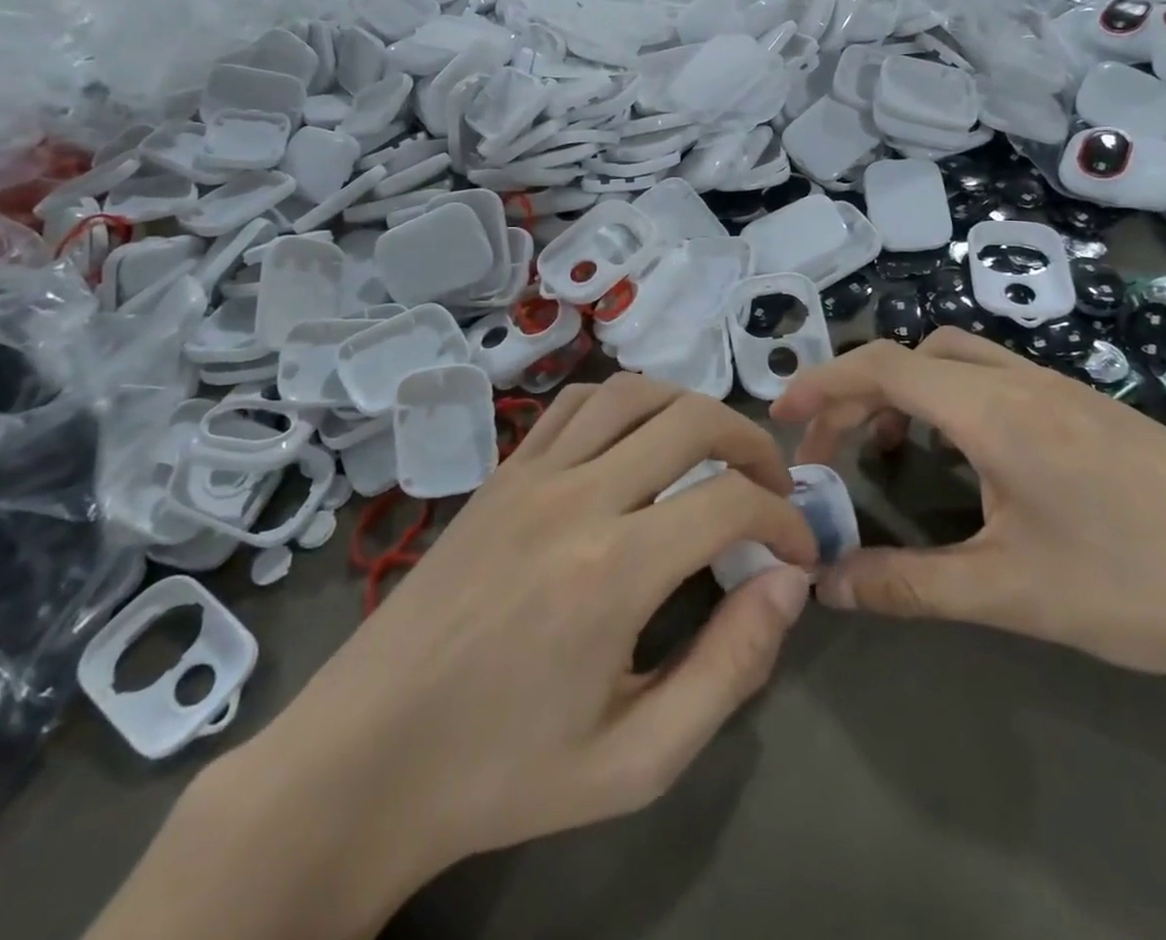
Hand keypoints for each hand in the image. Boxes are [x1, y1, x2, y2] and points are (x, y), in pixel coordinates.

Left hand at [216, 376, 817, 935]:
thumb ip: (728, 669)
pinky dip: (625, 401)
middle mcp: (575, 498)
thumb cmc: (504, 772)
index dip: (785, 520)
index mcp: (613, 571)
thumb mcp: (635, 760)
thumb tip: (787, 585)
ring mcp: (530, 474)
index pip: (731, 502)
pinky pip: (575, 405)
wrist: (366, 757)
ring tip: (716, 451)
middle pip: (690, 419)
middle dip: (753, 444)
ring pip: (632, 392)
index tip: (799, 553)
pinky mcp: (500, 472)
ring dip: (691, 407)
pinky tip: (637, 438)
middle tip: (773, 488)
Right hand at [770, 328, 1165, 698]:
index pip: (883, 367)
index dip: (821, 384)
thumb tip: (824, 585)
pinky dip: (952, 401)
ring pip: (958, 360)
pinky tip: (968, 461)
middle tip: (831, 451)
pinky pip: (995, 380)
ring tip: (892, 453)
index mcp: (994, 410)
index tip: (779, 416)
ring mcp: (1063, 390)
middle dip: (859, 391)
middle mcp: (1023, 381)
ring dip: (908, 392)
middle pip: (914, 354)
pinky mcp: (1092, 410)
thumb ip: (908, 586)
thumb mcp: (1012, 594)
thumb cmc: (1144, 585)